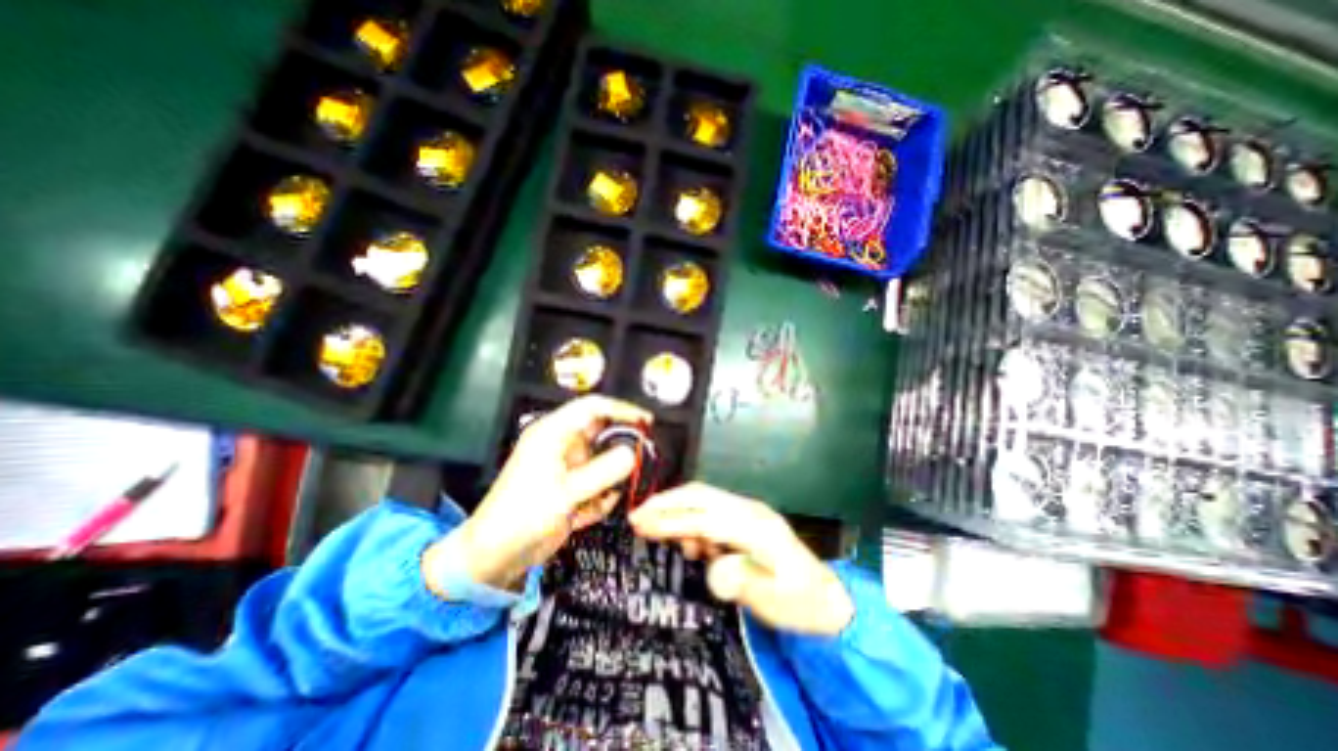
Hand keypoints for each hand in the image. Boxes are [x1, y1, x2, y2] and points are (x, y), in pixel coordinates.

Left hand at [436, 394, 651, 591]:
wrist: (495, 556)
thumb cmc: (522, 517)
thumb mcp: (565, 493)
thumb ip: (602, 472)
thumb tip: (632, 454)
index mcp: (553, 433)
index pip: (593, 407)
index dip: (622, 410)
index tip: (646, 422)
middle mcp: (562, 443)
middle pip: (602, 432)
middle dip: (621, 448)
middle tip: (640, 462)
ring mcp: (568, 464)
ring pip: (604, 459)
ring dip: (611, 478)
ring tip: (604, 498)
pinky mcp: (572, 483)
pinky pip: (599, 480)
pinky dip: (601, 495)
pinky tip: (586, 514)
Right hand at [630, 484, 857, 634]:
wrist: (827, 597)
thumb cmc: (801, 604)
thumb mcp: (775, 602)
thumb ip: (742, 581)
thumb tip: (712, 564)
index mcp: (758, 529)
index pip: (706, 518)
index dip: (672, 520)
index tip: (641, 524)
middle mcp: (750, 511)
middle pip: (702, 496)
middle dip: (667, 503)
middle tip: (636, 516)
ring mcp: (748, 511)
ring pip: (704, 499)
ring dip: (676, 510)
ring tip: (653, 529)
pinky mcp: (745, 518)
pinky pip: (711, 510)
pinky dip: (691, 520)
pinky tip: (689, 542)